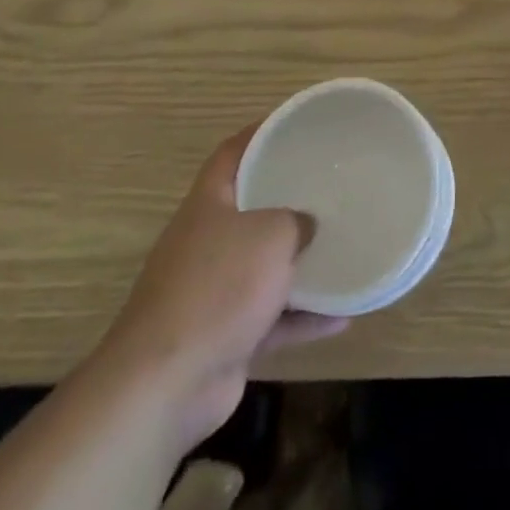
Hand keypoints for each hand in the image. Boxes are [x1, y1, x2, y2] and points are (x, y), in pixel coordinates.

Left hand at [91, 126, 345, 452]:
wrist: (166, 384)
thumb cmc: (218, 287)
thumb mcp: (271, 235)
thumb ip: (296, 221)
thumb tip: (307, 226)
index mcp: (208, 205)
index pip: (232, 154)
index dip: (260, 133)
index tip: (296, 125)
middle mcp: (206, 242)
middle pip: (250, 209)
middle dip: (288, 199)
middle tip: (329, 185)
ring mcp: (213, 292)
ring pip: (264, 267)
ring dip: (300, 263)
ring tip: (342, 248)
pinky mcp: (224, 336)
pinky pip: (272, 318)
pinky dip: (304, 317)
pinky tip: (343, 317)